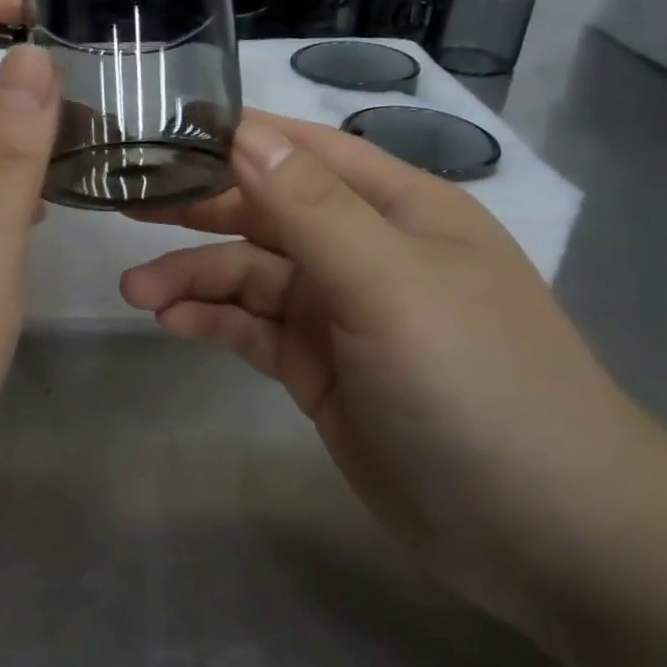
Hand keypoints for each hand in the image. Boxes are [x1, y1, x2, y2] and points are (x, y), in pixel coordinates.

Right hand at [120, 113, 660, 622]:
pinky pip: (253, 329)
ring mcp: (340, 312)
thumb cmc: (476, 384)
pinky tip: (172, 323)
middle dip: (198, 209)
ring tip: (135, 290)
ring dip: (193, 276)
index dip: (233, 138)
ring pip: (251, 275)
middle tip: (125, 206)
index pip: (301, 150)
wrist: (542, 532)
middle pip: (266, 211)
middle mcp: (365, 249)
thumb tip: (243, 135)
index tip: (158, 134)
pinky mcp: (320, 368)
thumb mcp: (391, 285)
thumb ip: (313, 209)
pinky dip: (212, 321)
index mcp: (396, 207)